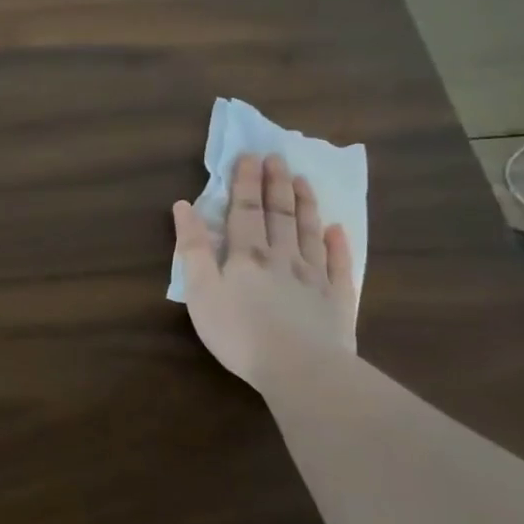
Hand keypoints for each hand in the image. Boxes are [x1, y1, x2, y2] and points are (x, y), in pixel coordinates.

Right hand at [172, 153, 357, 388]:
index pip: (245, 211)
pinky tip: (338, 229)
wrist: (298, 367)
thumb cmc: (238, 332)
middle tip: (277, 158)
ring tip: (303, 181)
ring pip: (310, 232)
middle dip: (276, 184)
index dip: (246, 183)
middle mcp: (283, 257)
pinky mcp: (338, 299)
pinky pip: (339, 264)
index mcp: (247, 255)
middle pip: (280, 214)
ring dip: (306, 205)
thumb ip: (193, 248)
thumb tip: (184, 206)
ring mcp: (314, 277)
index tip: (250, 156)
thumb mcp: (200, 291)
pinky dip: (338, 244)